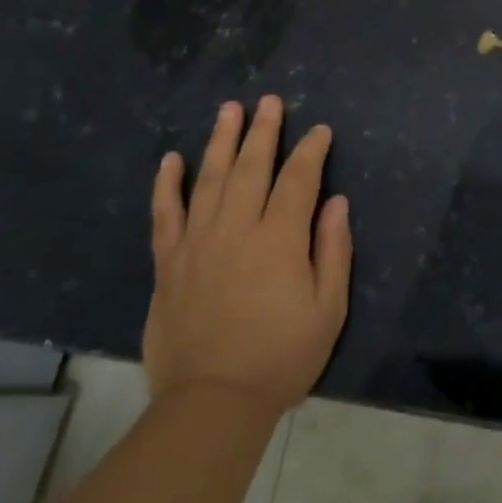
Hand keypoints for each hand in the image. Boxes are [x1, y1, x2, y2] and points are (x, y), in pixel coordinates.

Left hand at [142, 96, 353, 409]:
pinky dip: (167, 184)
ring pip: (208, 179)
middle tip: (268, 101)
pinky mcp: (168, 262)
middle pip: (250, 167)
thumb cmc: (281, 356)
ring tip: (228, 110)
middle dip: (263, 130)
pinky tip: (171, 159)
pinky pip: (165, 214)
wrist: (212, 402)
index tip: (319, 130)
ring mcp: (197, 242)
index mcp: (280, 239)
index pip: (298, 179)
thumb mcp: (328, 310)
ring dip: (220, 141)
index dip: (310, 150)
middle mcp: (237, 228)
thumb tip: (336, 203)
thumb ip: (333, 250)